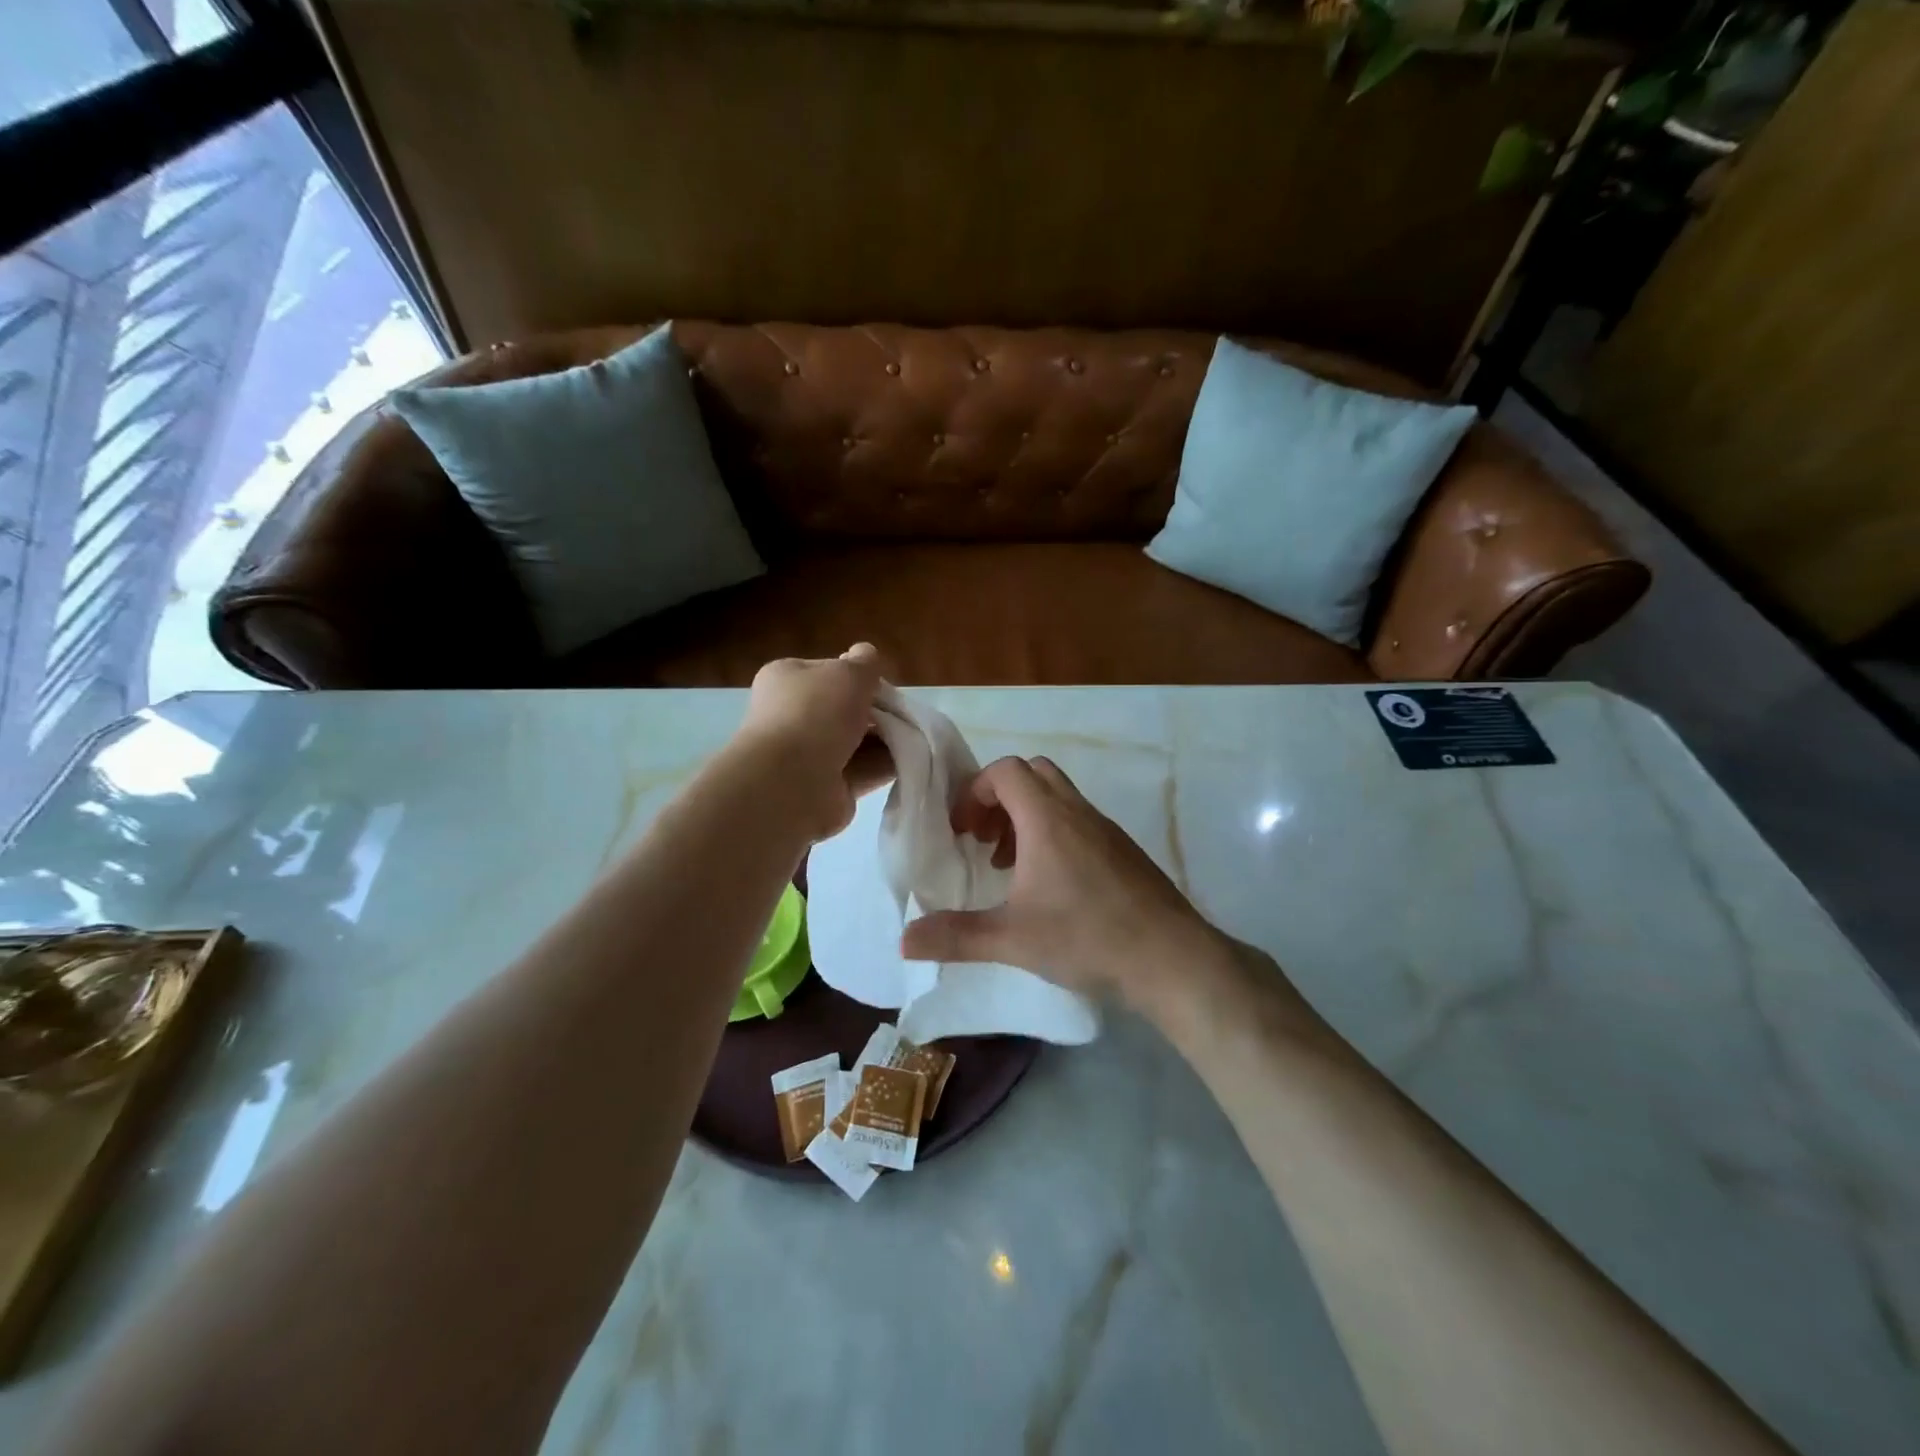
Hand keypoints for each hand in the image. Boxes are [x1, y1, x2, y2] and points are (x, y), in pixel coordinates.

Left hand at [735, 644, 892, 840]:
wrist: (792, 782)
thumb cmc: (817, 713)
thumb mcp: (849, 673)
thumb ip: (864, 662)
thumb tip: (865, 654)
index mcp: (786, 679)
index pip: (825, 671)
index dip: (856, 675)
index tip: (881, 684)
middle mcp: (791, 715)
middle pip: (843, 708)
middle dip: (874, 712)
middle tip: (901, 713)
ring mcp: (806, 754)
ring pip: (855, 742)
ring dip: (883, 740)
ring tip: (912, 738)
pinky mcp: (825, 786)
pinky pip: (861, 770)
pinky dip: (883, 766)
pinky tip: (908, 762)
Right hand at [898, 755, 1228, 1009]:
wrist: (1171, 958)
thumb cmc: (1087, 937)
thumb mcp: (1012, 939)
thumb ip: (956, 937)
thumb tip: (904, 940)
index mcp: (1047, 819)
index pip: (1006, 770)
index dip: (976, 791)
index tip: (962, 830)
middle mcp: (1077, 812)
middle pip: (1033, 773)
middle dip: (1000, 798)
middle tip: (983, 839)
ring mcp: (1106, 829)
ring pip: (1059, 798)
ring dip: (1026, 818)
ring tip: (1010, 866)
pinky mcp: (1124, 850)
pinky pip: (1079, 822)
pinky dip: (1054, 835)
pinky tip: (1050, 887)